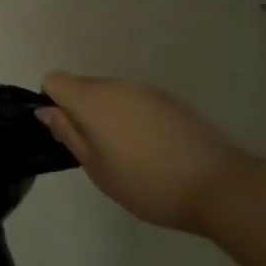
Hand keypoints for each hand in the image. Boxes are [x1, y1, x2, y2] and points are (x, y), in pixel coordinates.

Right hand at [37, 72, 255, 233]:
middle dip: (80, 112)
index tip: (67, 134)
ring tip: (127, 156)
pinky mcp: (168, 99)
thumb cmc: (148, 184)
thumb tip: (46, 110)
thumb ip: (69, 135)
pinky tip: (152, 151)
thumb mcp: (98, 170)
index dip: (52, 103)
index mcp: (92, 99)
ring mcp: (145, 89)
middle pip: (82, 86)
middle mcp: (116, 84)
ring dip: (108, 116)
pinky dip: (132, 119)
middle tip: (97, 154)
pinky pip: (135, 101)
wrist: (219, 185)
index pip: (54, 80)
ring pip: (110, 94)